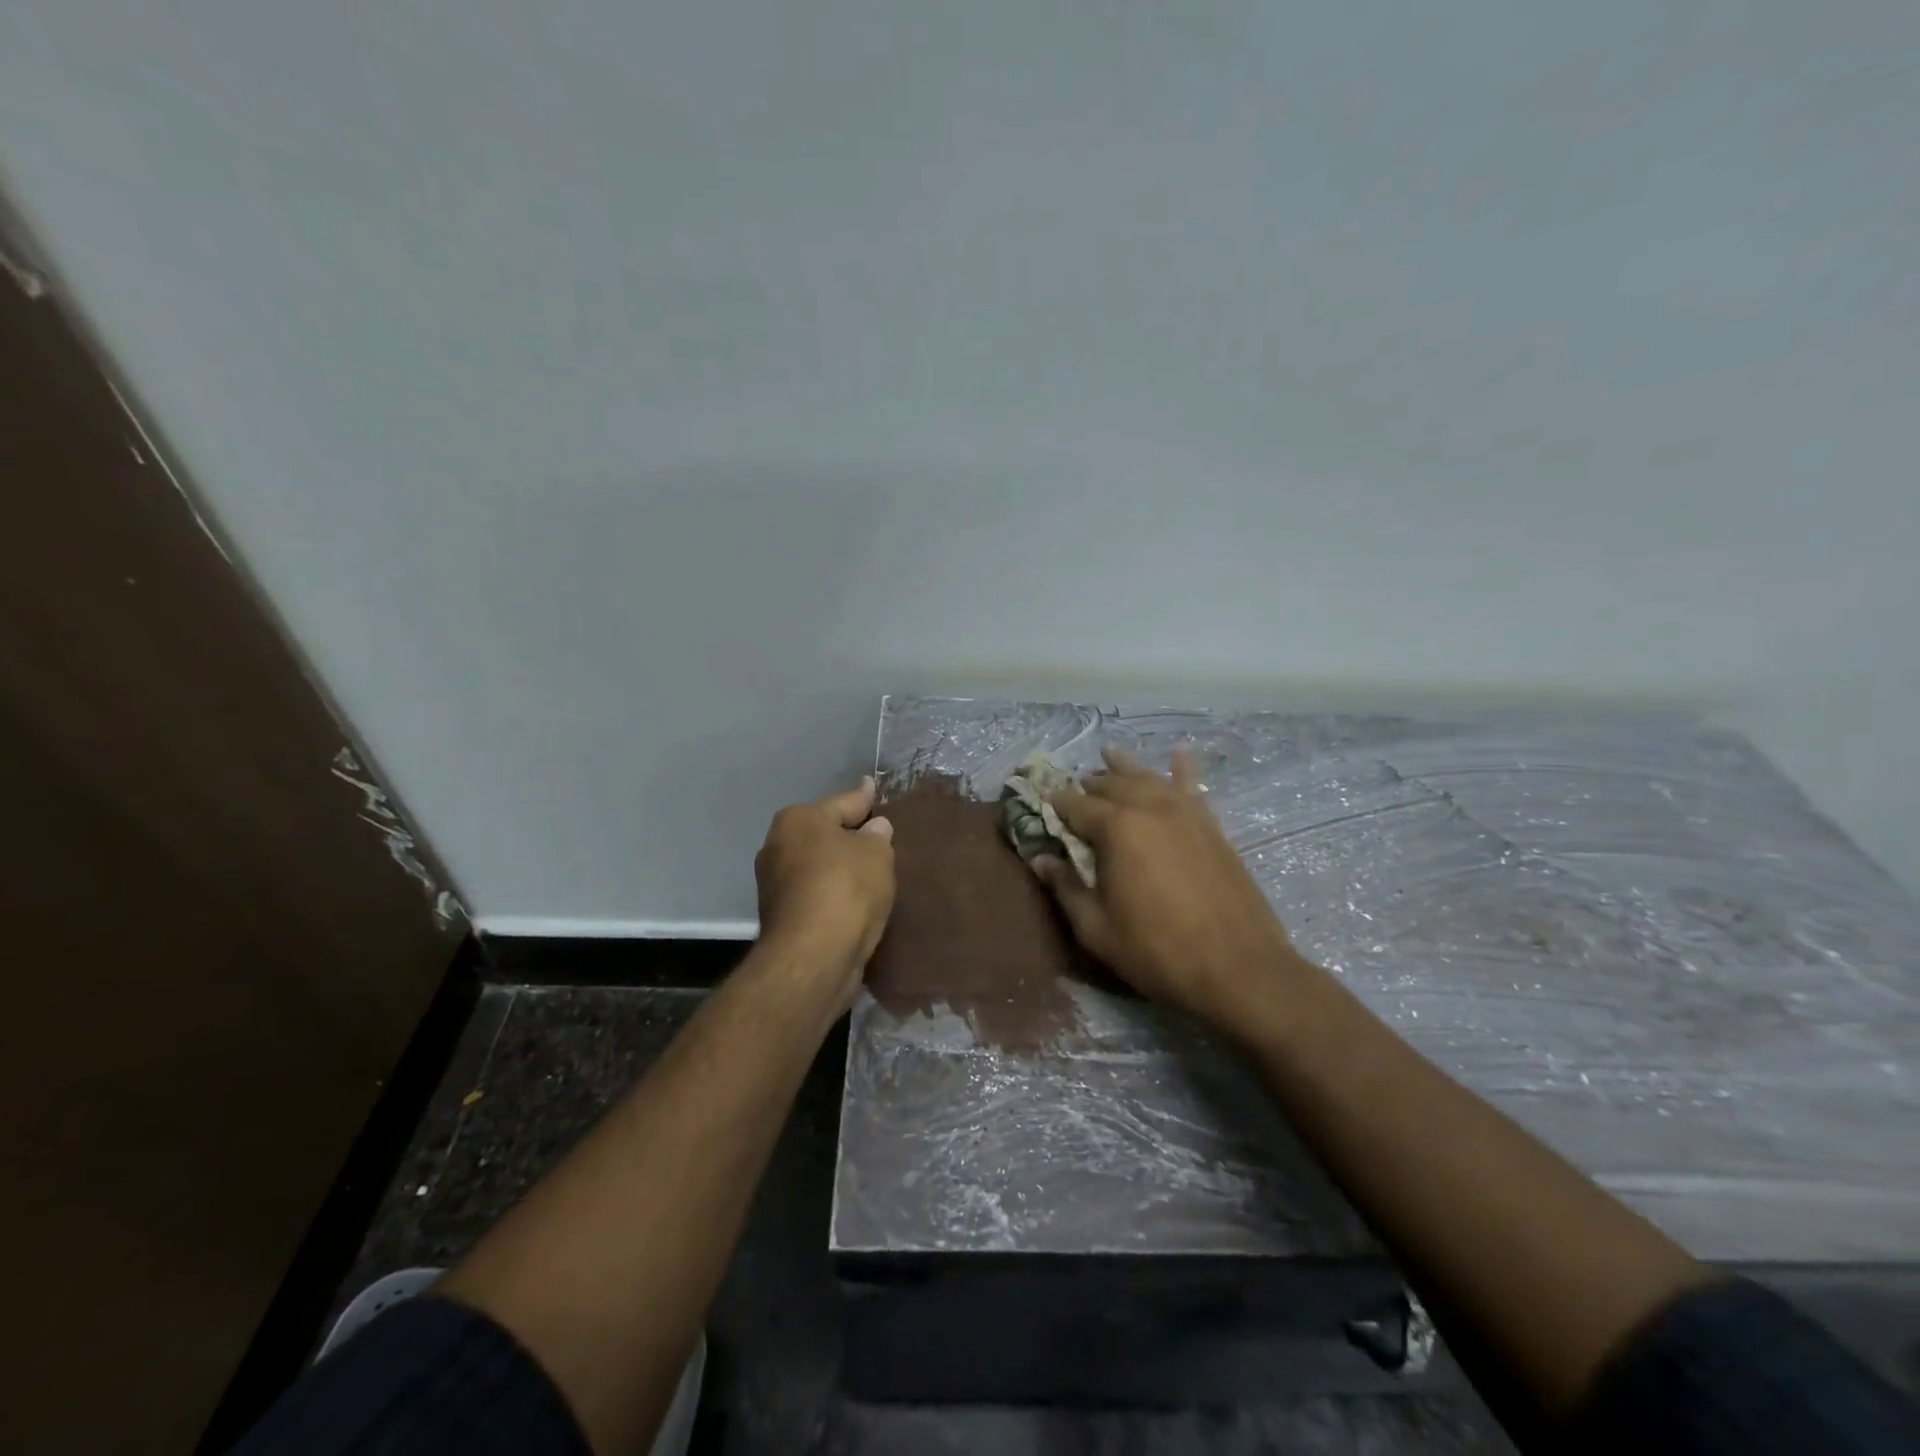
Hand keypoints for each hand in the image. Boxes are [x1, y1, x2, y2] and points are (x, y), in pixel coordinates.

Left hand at [754, 777, 895, 1008]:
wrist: (813, 956)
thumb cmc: (846, 888)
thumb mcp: (876, 852)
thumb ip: (877, 835)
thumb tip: (874, 828)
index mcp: (798, 819)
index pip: (842, 802)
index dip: (863, 797)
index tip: (872, 787)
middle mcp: (777, 845)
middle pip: (823, 833)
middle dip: (848, 834)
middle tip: (878, 832)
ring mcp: (774, 884)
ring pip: (817, 865)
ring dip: (839, 867)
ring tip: (870, 869)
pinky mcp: (779, 917)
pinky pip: (816, 893)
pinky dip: (833, 893)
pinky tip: (854, 899)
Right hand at [1039, 748, 1297, 1029]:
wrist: (1239, 969)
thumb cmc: (1156, 951)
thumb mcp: (1096, 929)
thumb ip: (1066, 888)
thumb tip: (1041, 859)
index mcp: (1116, 829)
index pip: (1075, 805)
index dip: (1055, 803)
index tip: (1041, 801)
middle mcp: (1150, 808)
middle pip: (1111, 784)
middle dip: (1088, 785)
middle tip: (1073, 791)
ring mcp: (1186, 813)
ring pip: (1148, 778)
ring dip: (1125, 767)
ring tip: (1108, 755)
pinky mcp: (1212, 826)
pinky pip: (1192, 787)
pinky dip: (1183, 768)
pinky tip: (1179, 753)